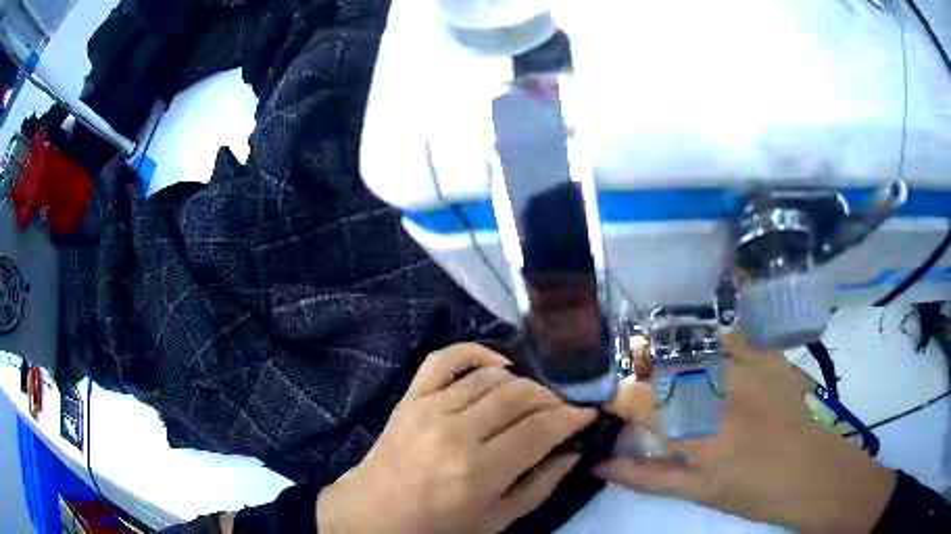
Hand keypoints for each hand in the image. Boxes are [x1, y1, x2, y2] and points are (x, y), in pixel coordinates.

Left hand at [317, 343, 596, 533]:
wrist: (374, 514)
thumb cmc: (438, 526)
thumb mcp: (496, 520)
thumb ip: (540, 486)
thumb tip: (573, 451)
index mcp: (479, 471)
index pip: (540, 429)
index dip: (571, 417)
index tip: (588, 413)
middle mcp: (456, 432)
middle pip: (519, 396)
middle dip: (552, 398)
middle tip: (563, 408)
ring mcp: (429, 409)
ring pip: (490, 377)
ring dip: (523, 382)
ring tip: (535, 397)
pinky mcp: (410, 398)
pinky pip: (443, 359)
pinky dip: (475, 352)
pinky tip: (498, 364)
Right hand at [596, 333, 896, 532]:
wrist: (807, 471)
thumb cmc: (749, 490)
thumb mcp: (694, 492)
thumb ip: (644, 476)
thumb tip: (599, 463)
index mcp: (697, 431)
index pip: (639, 400)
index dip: (617, 395)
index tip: (612, 399)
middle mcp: (720, 390)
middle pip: (664, 360)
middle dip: (640, 361)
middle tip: (635, 371)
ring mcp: (748, 365)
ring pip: (695, 338)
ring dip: (672, 343)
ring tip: (665, 352)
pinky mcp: (769, 354)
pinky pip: (736, 328)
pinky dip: (714, 327)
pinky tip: (705, 334)